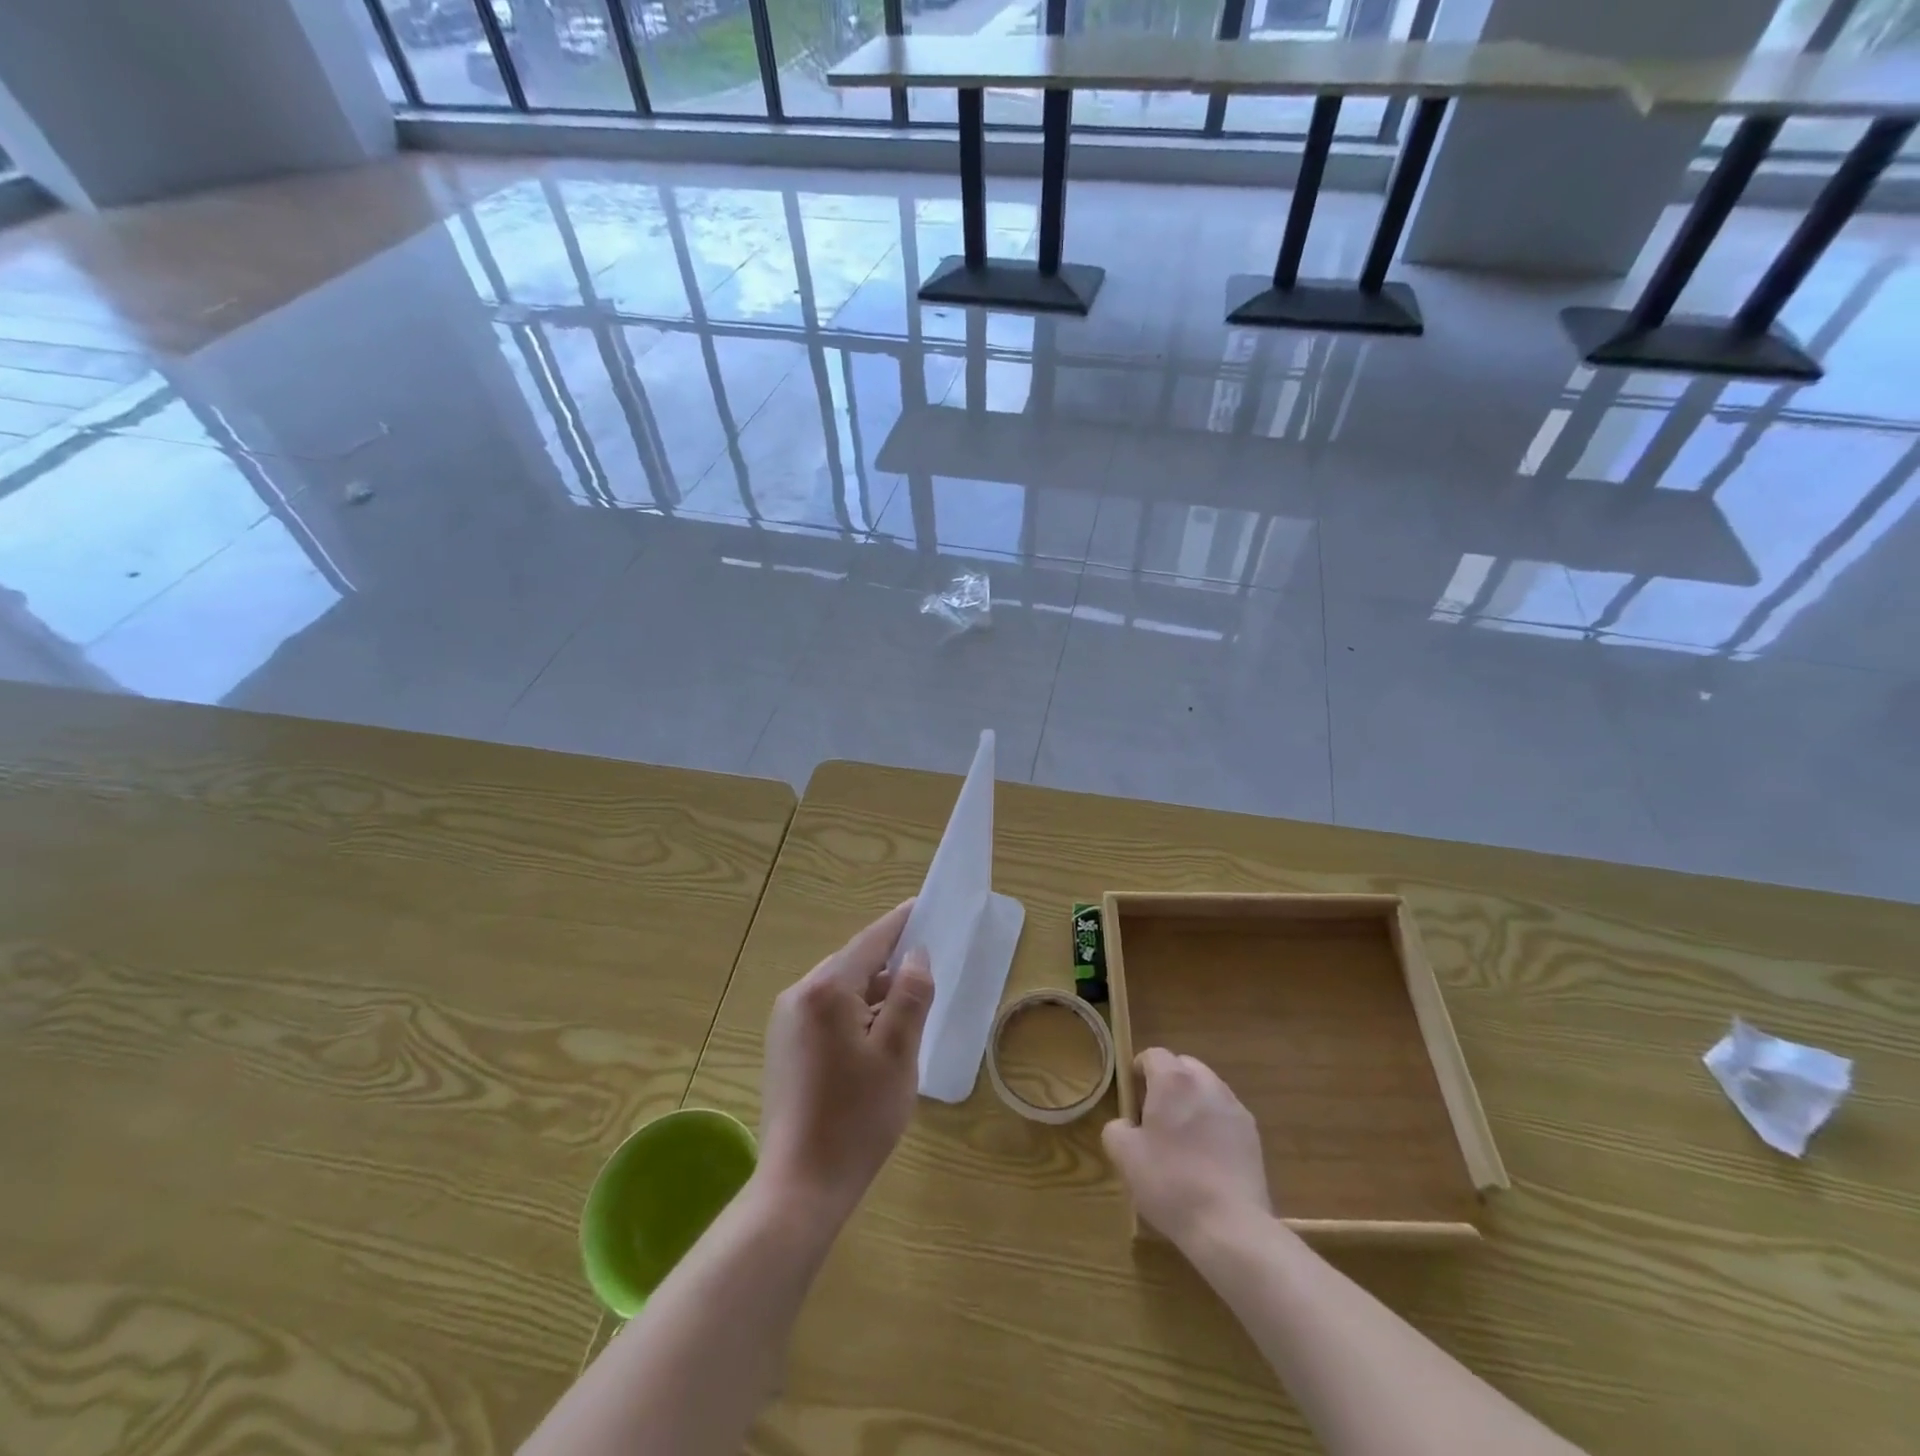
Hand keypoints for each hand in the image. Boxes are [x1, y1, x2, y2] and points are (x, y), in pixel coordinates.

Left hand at [757, 901, 933, 1220]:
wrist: (800, 1187)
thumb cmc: (857, 1118)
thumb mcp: (898, 1054)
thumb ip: (910, 996)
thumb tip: (916, 957)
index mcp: (826, 991)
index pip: (870, 942)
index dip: (899, 924)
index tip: (923, 906)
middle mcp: (799, 996)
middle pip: (853, 965)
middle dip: (889, 964)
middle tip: (926, 966)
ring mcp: (786, 1023)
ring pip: (840, 991)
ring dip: (873, 994)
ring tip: (909, 1007)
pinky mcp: (784, 1048)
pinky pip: (827, 1014)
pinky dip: (855, 1015)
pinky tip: (878, 1038)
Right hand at [1103, 1049, 1270, 1245]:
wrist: (1230, 1226)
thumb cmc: (1170, 1183)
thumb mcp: (1125, 1156)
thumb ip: (1116, 1129)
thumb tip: (1126, 1125)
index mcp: (1173, 1080)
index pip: (1153, 1055)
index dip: (1138, 1070)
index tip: (1132, 1097)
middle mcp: (1206, 1083)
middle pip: (1183, 1066)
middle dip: (1167, 1083)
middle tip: (1155, 1116)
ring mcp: (1234, 1107)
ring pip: (1207, 1089)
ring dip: (1192, 1101)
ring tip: (1183, 1138)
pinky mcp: (1253, 1134)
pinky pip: (1225, 1115)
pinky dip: (1213, 1124)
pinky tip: (1207, 1157)